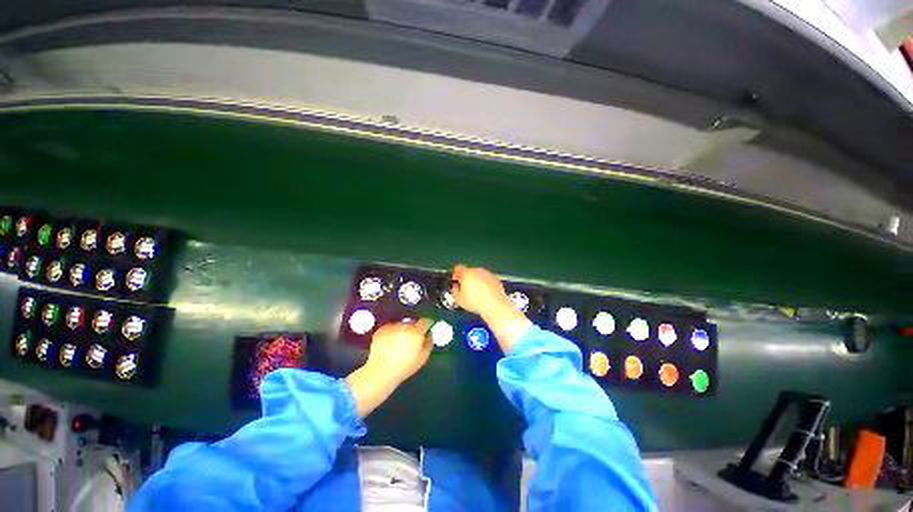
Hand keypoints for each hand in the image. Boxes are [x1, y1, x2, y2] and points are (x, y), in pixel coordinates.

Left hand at [366, 319, 433, 383]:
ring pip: (401, 325)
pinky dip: (392, 333)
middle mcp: (404, 326)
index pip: (425, 321)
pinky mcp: (381, 330)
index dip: (427, 324)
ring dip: (402, 330)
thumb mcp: (423, 357)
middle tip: (411, 339)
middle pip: (412, 322)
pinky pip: (390, 328)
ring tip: (398, 343)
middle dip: (413, 328)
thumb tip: (428, 334)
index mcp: (416, 332)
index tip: (426, 329)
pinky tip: (389, 343)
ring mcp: (392, 327)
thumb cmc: (404, 367)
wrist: (380, 372)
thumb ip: (429, 342)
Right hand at [451, 265, 531, 353]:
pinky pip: (486, 279)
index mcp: (466, 274)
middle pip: (469, 271)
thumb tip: (455, 287)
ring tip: (476, 294)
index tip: (457, 280)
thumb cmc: (476, 302)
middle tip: (466, 290)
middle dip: (467, 279)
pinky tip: (484, 294)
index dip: (456, 274)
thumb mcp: (459, 299)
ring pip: (478, 275)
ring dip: (476, 281)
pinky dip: (485, 284)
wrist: (494, 305)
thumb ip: (454, 289)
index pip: (458, 268)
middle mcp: (477, 271)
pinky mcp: (494, 278)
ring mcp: (487, 274)